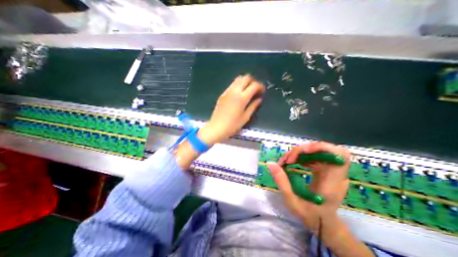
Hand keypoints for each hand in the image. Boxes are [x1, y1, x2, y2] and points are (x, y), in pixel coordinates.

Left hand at [197, 75, 264, 144]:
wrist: (217, 128)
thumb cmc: (233, 125)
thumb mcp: (246, 117)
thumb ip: (253, 106)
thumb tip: (259, 99)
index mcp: (242, 98)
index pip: (254, 85)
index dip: (260, 86)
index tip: (262, 91)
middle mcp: (234, 91)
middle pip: (245, 78)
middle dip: (253, 81)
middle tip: (255, 89)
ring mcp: (227, 92)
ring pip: (237, 79)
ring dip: (245, 82)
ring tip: (248, 91)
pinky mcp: (222, 94)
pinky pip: (232, 85)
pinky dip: (238, 86)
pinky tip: (239, 94)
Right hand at [265, 142, 351, 232]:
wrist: (324, 224)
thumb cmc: (310, 215)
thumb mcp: (292, 200)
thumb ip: (281, 181)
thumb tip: (270, 163)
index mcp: (332, 182)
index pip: (340, 155)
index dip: (322, 147)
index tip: (303, 152)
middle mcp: (335, 173)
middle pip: (325, 149)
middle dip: (304, 150)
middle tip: (289, 160)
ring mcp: (331, 170)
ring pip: (317, 150)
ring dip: (300, 152)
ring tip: (287, 161)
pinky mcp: (325, 169)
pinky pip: (315, 155)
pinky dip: (302, 156)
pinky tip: (294, 162)